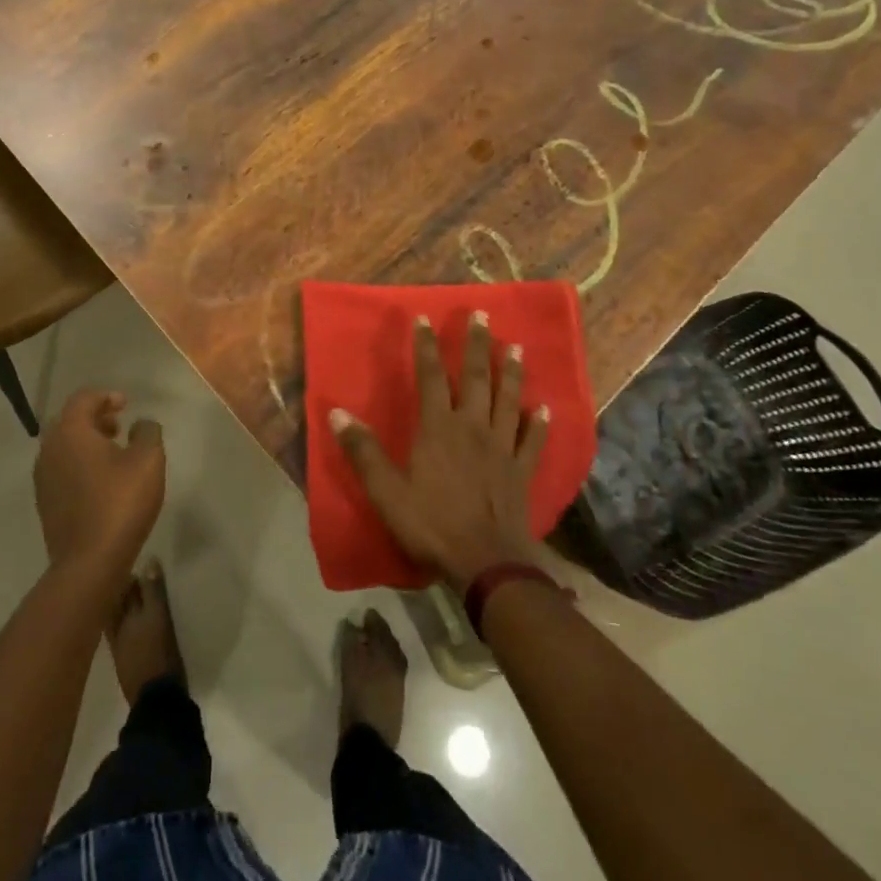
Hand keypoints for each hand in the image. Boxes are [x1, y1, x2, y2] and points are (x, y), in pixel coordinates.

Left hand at [34, 389, 164, 581]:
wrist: (89, 563)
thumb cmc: (120, 503)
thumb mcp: (148, 460)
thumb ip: (147, 432)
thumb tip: (141, 424)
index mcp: (70, 432)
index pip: (83, 399)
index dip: (106, 396)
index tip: (127, 405)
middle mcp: (49, 449)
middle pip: (69, 421)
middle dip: (94, 418)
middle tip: (119, 426)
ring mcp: (43, 478)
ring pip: (63, 446)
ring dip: (87, 442)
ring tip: (114, 453)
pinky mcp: (45, 503)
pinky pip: (61, 469)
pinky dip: (79, 463)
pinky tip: (102, 480)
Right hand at [334, 312, 546, 590]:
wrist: (486, 564)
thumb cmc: (431, 525)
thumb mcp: (386, 491)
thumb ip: (363, 451)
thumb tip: (336, 413)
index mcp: (438, 428)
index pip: (430, 376)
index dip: (426, 346)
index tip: (424, 317)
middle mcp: (473, 428)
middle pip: (475, 378)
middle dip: (476, 345)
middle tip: (482, 315)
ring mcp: (502, 448)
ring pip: (508, 400)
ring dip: (511, 372)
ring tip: (515, 347)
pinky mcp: (522, 471)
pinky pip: (533, 441)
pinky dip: (539, 423)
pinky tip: (544, 409)